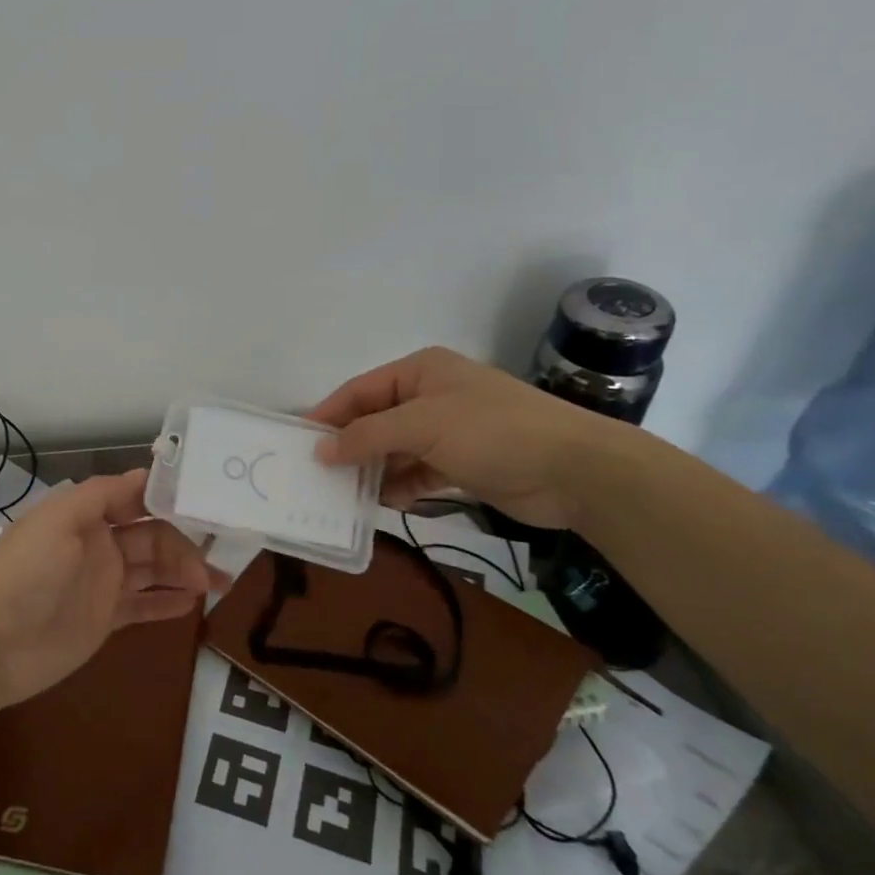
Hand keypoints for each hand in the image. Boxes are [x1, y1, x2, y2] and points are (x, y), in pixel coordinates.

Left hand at [0, 470, 214, 712]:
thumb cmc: (28, 573)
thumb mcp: (59, 520)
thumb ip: (101, 494)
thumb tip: (146, 474)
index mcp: (86, 514)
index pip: (135, 497)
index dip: (169, 498)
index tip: (207, 501)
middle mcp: (98, 543)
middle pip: (152, 535)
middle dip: (185, 544)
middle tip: (216, 564)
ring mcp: (103, 583)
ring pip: (154, 570)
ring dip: (186, 572)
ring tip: (220, 583)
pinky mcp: (105, 619)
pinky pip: (144, 605)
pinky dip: (168, 603)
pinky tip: (195, 603)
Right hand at [307, 346, 625, 527]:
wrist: (575, 470)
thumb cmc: (493, 432)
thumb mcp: (423, 425)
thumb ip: (367, 436)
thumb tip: (320, 450)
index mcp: (421, 371)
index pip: (360, 390)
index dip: (329, 415)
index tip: (300, 442)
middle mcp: (431, 396)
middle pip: (375, 420)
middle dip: (350, 446)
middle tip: (317, 474)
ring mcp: (448, 431)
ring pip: (395, 450)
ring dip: (373, 470)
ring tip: (343, 494)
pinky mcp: (462, 464)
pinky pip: (417, 472)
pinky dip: (400, 486)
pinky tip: (383, 502)